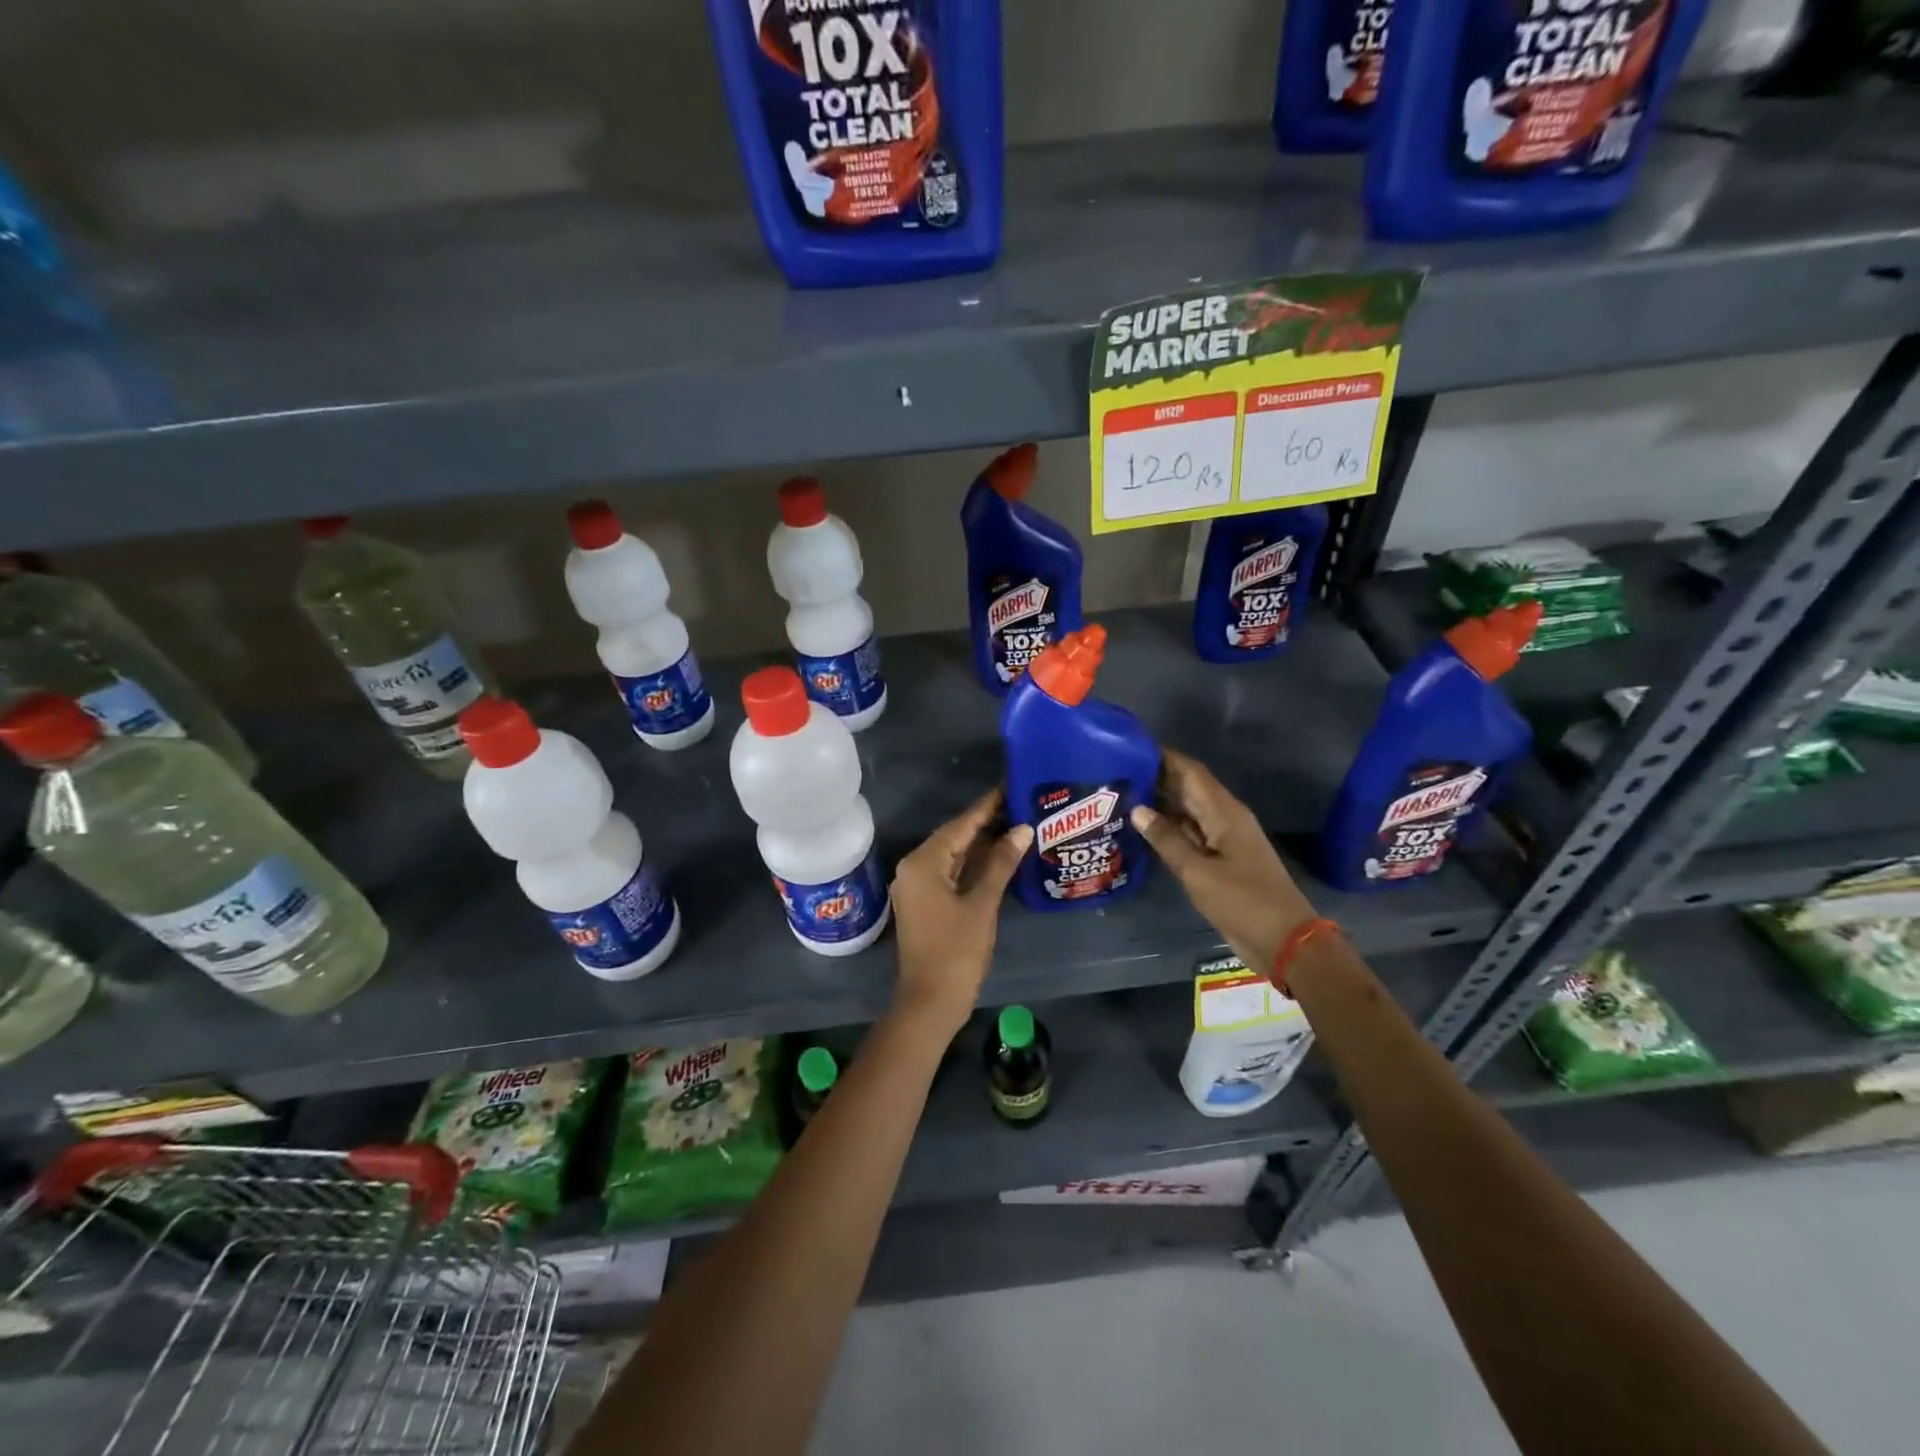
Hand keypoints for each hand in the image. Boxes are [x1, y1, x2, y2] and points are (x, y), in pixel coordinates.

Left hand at [889, 790, 1032, 1034]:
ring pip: (952, 856)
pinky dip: (972, 865)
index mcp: (923, 863)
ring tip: (1016, 825)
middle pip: (954, 837)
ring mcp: (917, 887)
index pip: (960, 825)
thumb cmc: (956, 951)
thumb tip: (1022, 829)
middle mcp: (914, 868)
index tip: (1010, 786)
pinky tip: (998, 858)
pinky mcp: (924, 903)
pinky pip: (950, 873)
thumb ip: (1001, 863)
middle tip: (1021, 805)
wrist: (930, 1002)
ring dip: (980, 844)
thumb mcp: (982, 904)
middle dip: (986, 823)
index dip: (987, 807)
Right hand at [1131, 748, 1317, 972]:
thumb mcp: (1198, 872)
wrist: (1283, 940)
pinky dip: (1168, 828)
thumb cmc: (1242, 901)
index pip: (1190, 772)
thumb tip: (1137, 809)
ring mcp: (1223, 839)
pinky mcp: (1220, 860)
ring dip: (1159, 804)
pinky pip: (1190, 834)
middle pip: (1187, 788)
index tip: (1129, 748)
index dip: (1163, 757)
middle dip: (1155, 778)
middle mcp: (1224, 818)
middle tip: (1115, 774)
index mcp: (1224, 812)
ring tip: (1121, 797)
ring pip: (1187, 812)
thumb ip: (1166, 839)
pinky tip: (1142, 830)